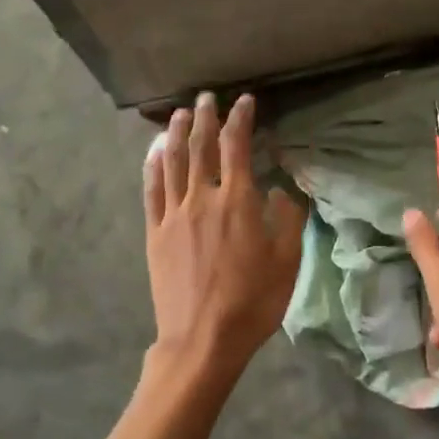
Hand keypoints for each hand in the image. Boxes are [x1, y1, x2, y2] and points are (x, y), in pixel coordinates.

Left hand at [144, 92, 305, 379]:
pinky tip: (155, 151)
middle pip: (201, 147)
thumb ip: (287, 220)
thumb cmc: (252, 302)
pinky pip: (152, 190)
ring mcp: (174, 215)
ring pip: (173, 162)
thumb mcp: (287, 262)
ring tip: (179, 113)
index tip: (245, 101)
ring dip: (177, 133)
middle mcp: (202, 199)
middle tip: (206, 97)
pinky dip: (153, 165)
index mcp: (238, 202)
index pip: (237, 146)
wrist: (202, 340)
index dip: (241, 119)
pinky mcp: (155, 233)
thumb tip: (280, 190)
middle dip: (205, 118)